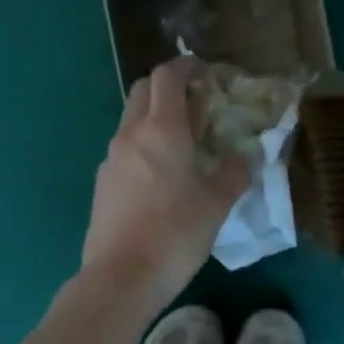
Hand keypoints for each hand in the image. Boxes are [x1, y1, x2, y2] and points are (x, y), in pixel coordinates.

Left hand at [81, 59, 250, 312]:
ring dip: (154, 120)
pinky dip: (143, 148)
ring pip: (131, 122)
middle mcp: (130, 135)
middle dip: (168, 88)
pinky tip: (160, 179)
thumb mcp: (217, 203)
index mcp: (161, 129)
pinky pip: (124, 151)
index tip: (205, 74)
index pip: (167, 76)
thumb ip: (233, 173)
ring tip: (182, 146)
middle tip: (196, 106)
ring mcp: (110, 159)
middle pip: (143, 91)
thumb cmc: (175, 234)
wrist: (122, 276)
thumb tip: (242, 159)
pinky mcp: (101, 184)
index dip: (186, 66)